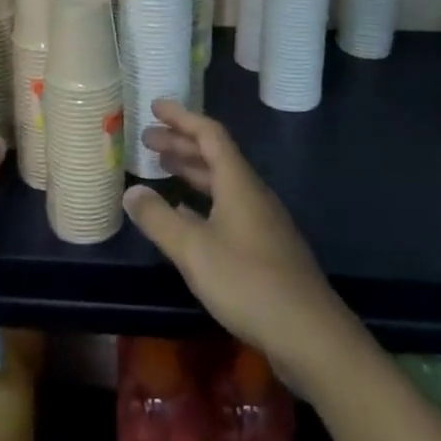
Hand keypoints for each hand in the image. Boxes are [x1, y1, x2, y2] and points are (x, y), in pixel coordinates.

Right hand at [123, 100, 356, 395]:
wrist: (310, 335)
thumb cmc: (248, 282)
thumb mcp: (193, 250)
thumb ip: (159, 219)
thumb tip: (131, 191)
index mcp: (239, 183)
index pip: (210, 134)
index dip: (182, 117)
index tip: (154, 106)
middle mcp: (252, 194)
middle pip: (216, 156)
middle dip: (181, 143)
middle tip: (147, 139)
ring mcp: (262, 222)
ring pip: (222, 182)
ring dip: (192, 170)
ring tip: (162, 168)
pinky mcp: (265, 248)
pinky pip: (227, 207)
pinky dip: (202, 201)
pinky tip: (185, 216)